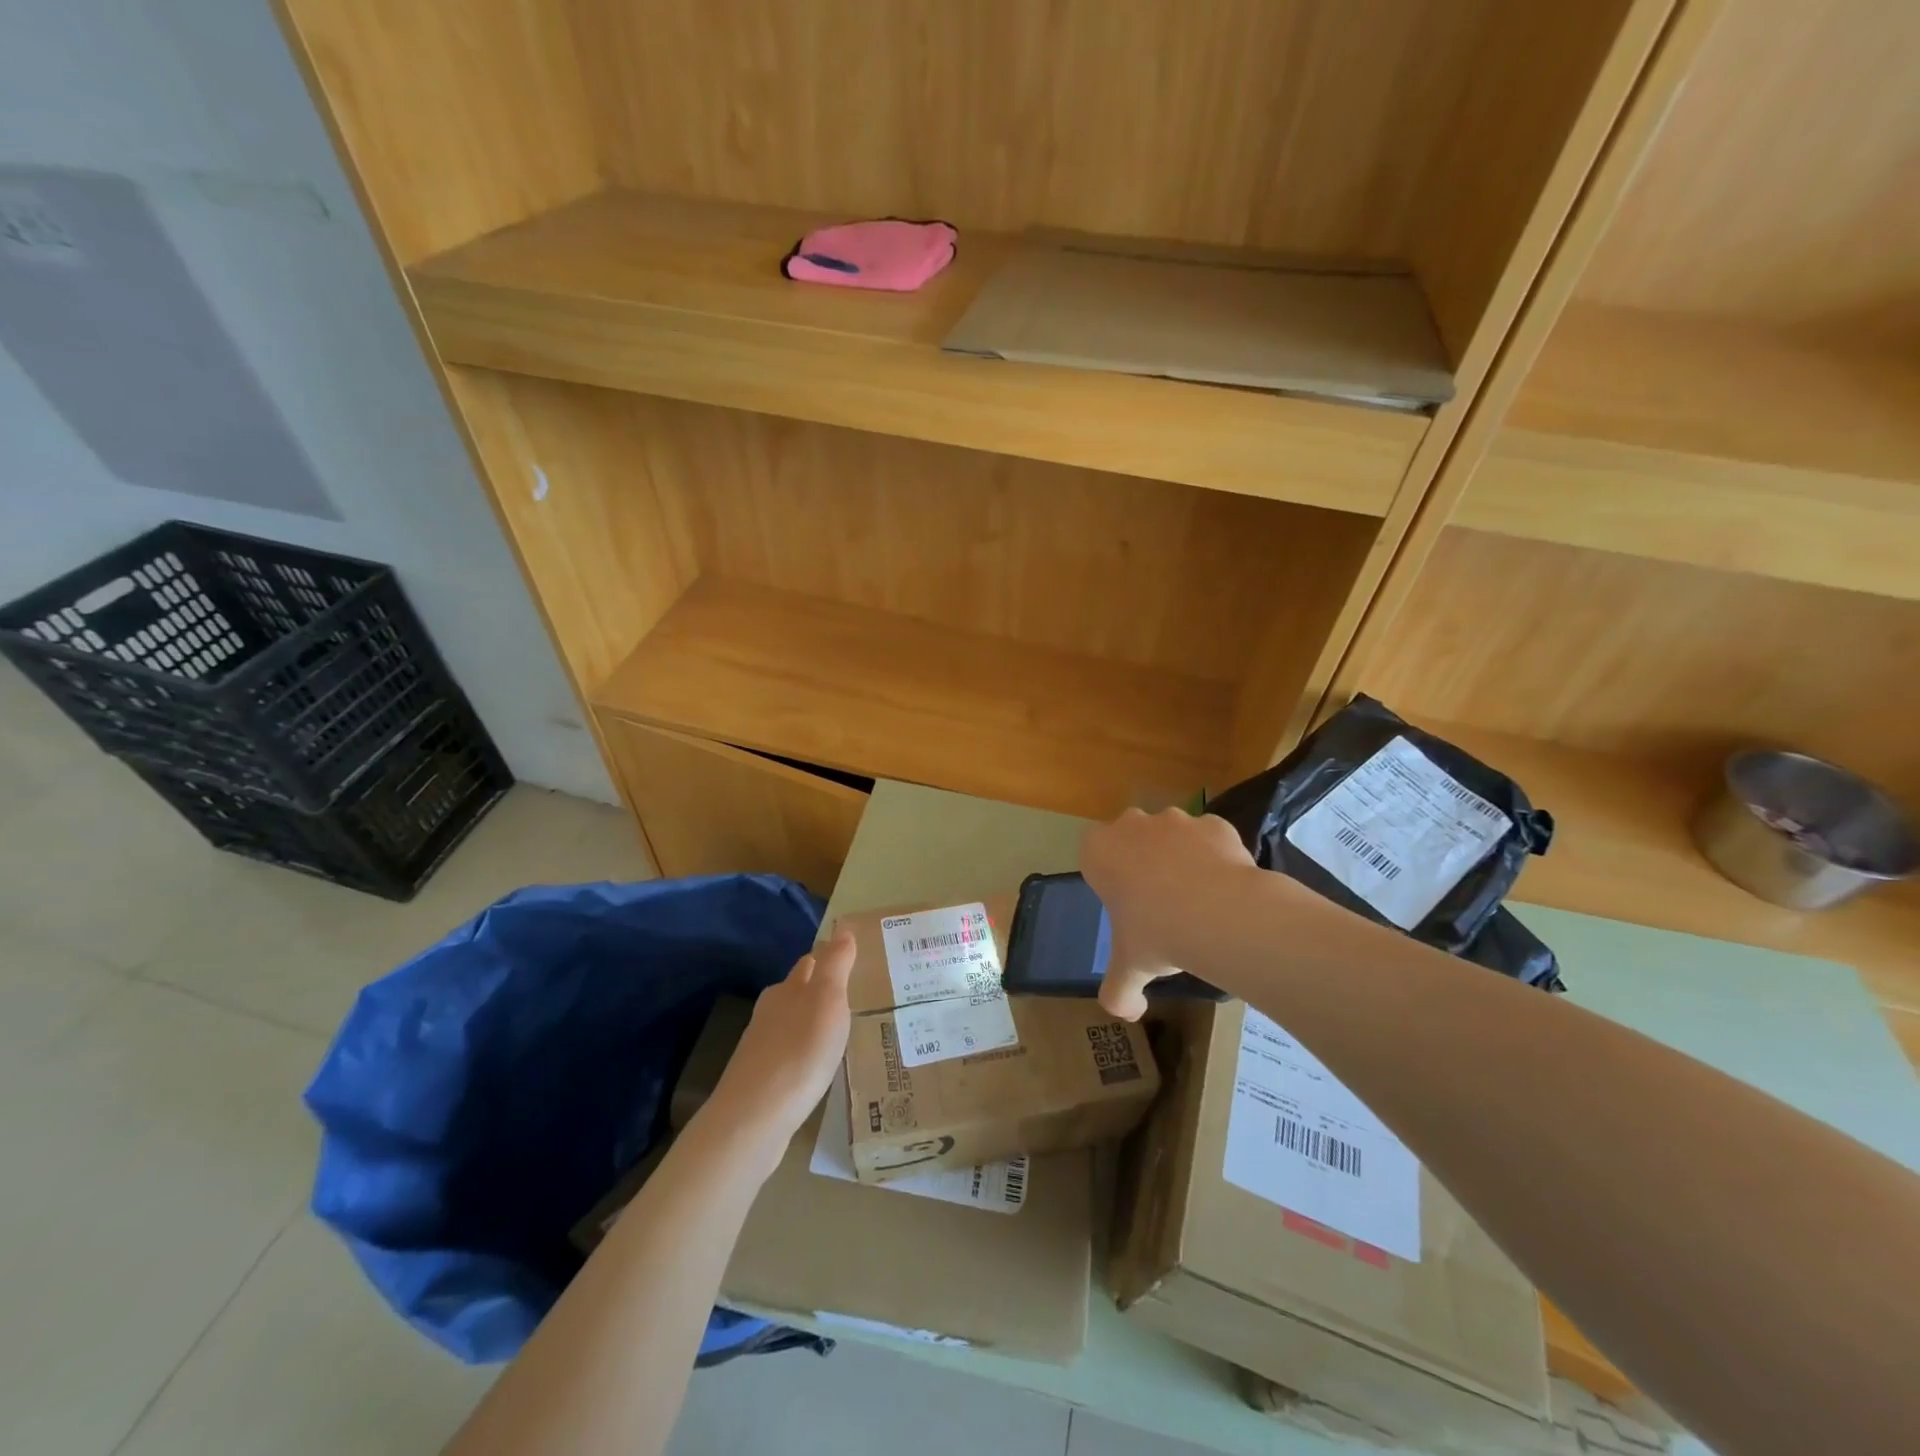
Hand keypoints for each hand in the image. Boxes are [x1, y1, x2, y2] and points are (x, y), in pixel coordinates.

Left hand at [705, 928, 854, 1168]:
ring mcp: (762, 1046)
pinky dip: (805, 1051)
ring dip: (813, 1021)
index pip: (811, 963)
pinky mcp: (761, 1079)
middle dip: (821, 989)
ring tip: (841, 1030)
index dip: (830, 959)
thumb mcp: (827, 1000)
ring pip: (792, 1022)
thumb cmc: (799, 1051)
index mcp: (787, 989)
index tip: (854, 963)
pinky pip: (789, 1053)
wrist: (754, 1118)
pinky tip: (818, 1064)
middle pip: (798, 991)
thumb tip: (842, 928)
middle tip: (854, 995)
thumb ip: (835, 965)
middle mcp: (771, 1011)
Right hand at [1081, 807, 1260, 1019]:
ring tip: (1197, 898)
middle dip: (1142, 860)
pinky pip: (1210, 839)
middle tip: (1159, 902)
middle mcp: (1132, 825)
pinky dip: (1215, 856)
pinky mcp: (1214, 823)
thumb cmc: (1157, 934)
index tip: (1125, 904)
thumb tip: (1127, 1013)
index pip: (1093, 855)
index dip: (1109, 877)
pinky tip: (1224, 887)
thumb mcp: (1128, 970)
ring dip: (1179, 856)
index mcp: (1099, 851)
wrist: (1219, 914)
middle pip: (1132, 837)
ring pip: (1173, 834)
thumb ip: (1119, 992)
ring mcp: (1176, 819)